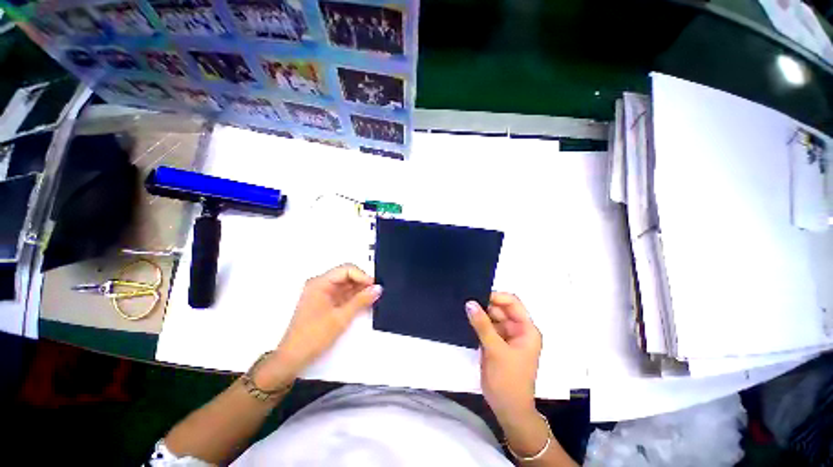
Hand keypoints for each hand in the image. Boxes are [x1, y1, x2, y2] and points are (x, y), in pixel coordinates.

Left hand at [257, 264, 381, 389]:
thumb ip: (361, 300)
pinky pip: (343, 293)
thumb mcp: (341, 317)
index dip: (362, 276)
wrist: (293, 358)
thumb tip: (378, 288)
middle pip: (346, 274)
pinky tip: (364, 302)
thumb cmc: (313, 336)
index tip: (375, 286)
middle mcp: (320, 284)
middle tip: (376, 292)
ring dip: (359, 289)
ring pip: (346, 284)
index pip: (346, 269)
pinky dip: (354, 297)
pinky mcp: (325, 302)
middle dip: (362, 282)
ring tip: (373, 297)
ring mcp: (322, 293)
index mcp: (320, 283)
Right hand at [466, 293, 541, 419]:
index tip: (477, 295)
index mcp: (526, 329)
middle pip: (501, 309)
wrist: (508, 410)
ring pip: (492, 317)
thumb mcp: (495, 350)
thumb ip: (482, 325)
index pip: (512, 303)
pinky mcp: (496, 343)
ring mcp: (507, 337)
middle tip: (465, 301)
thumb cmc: (508, 380)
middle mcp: (518, 330)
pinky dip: (478, 324)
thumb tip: (470, 302)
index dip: (496, 296)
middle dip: (485, 305)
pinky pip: (487, 327)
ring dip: (480, 314)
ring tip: (463, 308)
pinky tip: (465, 319)